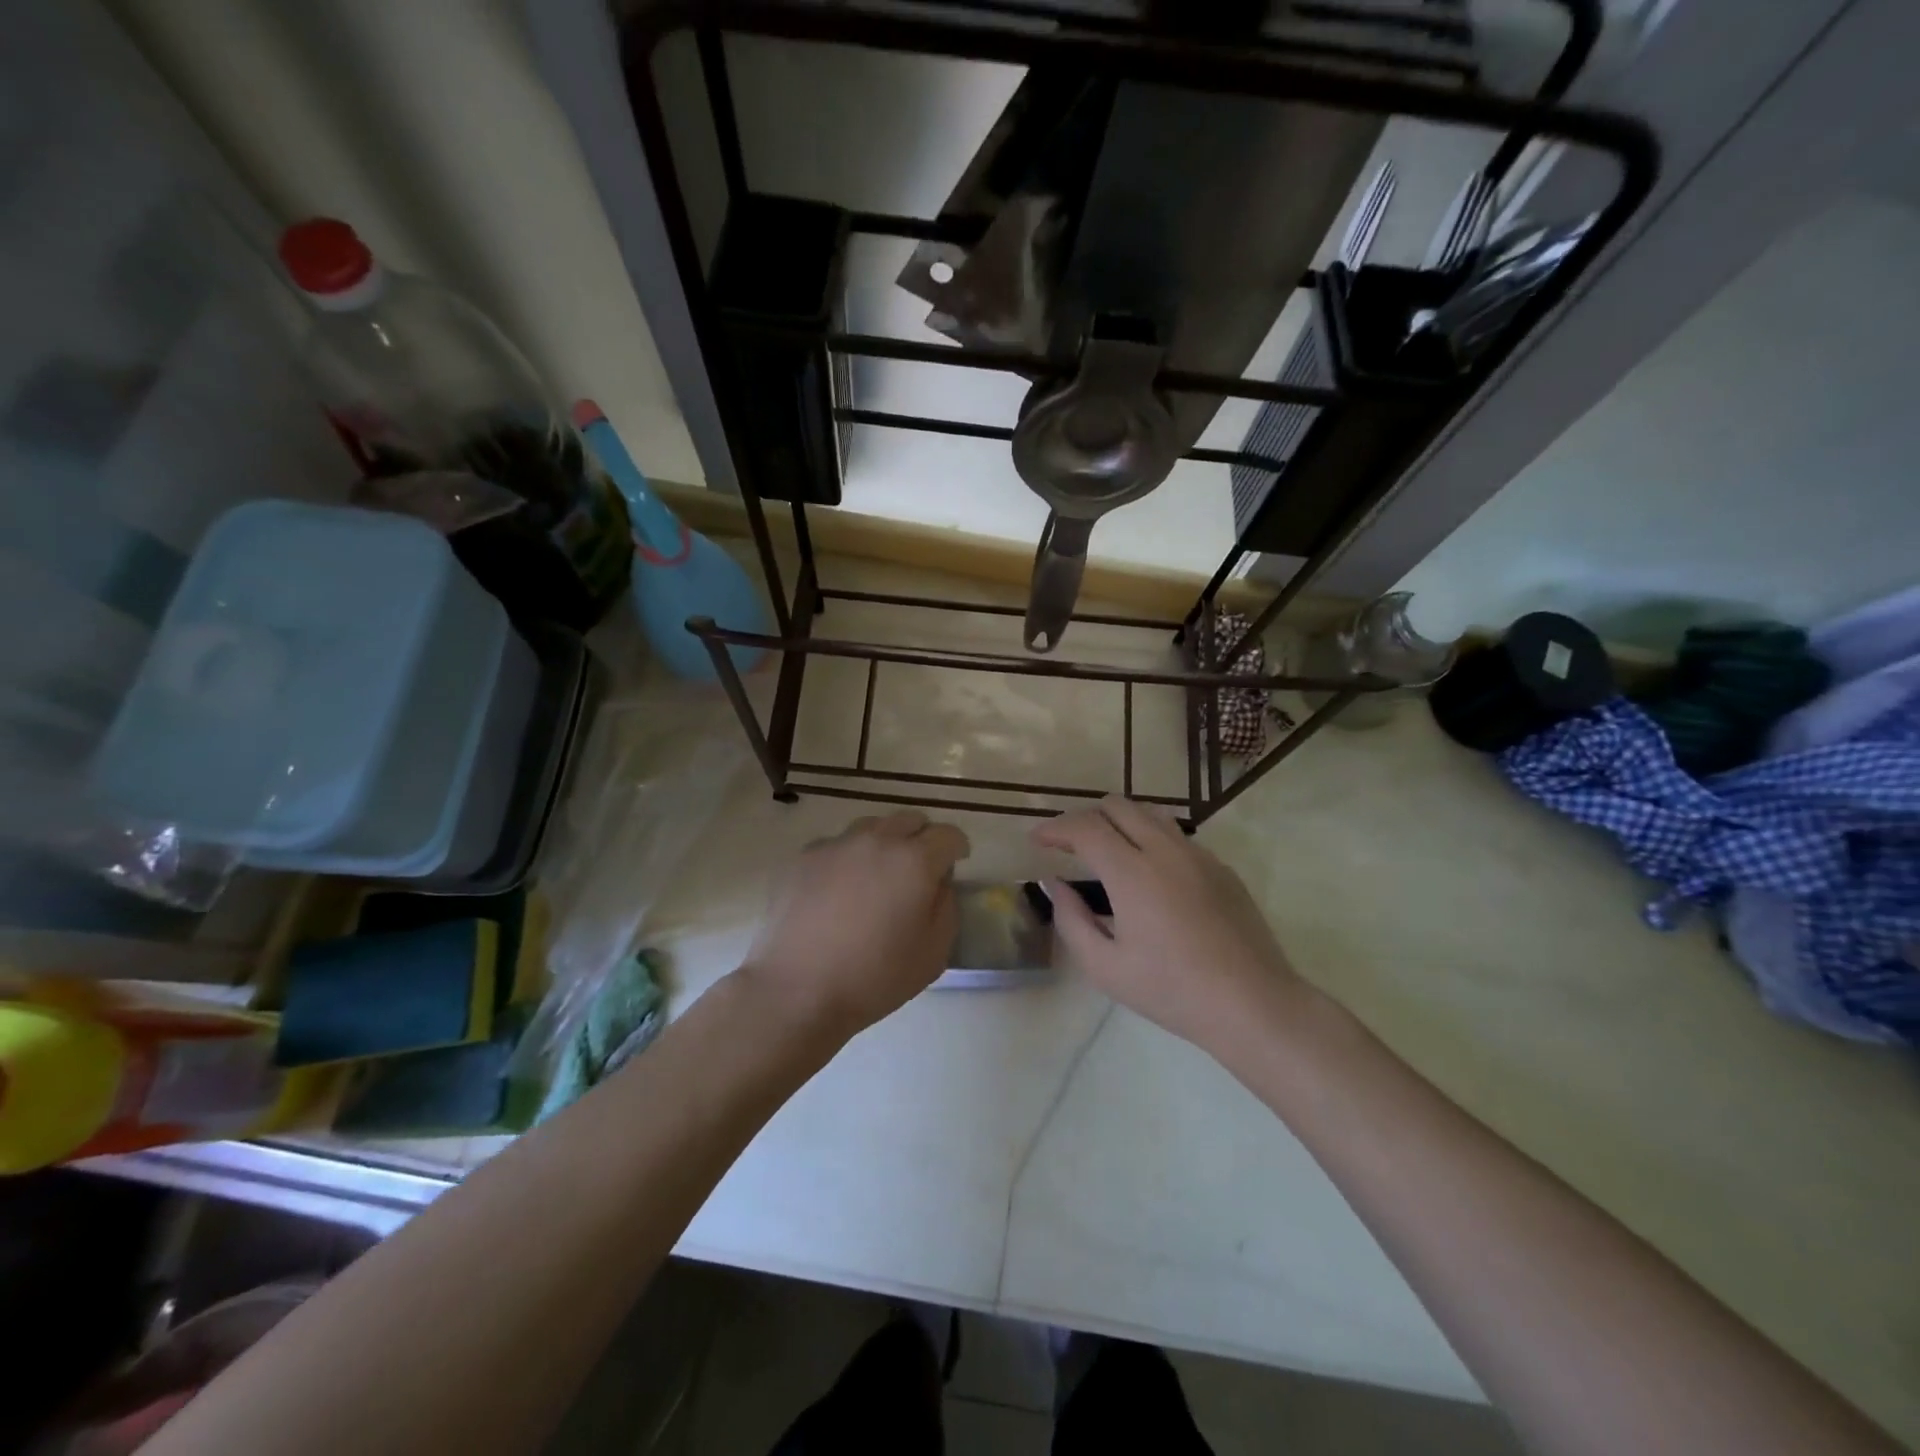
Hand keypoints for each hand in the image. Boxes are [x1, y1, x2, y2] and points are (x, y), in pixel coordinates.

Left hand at [744, 810, 970, 1035]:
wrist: (797, 989)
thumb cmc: (874, 977)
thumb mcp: (934, 953)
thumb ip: (946, 907)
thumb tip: (938, 883)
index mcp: (915, 860)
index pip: (948, 834)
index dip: (957, 847)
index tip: (956, 863)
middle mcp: (877, 840)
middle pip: (909, 820)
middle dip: (922, 839)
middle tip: (918, 870)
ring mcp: (836, 845)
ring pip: (871, 827)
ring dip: (884, 843)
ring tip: (877, 876)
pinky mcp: (804, 857)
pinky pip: (836, 845)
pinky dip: (847, 858)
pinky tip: (838, 891)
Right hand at [1032, 797, 1302, 1054]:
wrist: (1252, 1004)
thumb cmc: (1171, 991)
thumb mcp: (1105, 967)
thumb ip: (1071, 919)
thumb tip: (1055, 883)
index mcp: (1132, 872)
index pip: (1084, 827)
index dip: (1055, 827)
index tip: (1037, 839)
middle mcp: (1165, 850)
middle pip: (1117, 806)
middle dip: (1085, 818)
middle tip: (1069, 845)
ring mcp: (1198, 855)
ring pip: (1151, 814)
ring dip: (1120, 822)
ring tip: (1108, 851)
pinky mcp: (1222, 868)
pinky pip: (1178, 837)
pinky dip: (1152, 841)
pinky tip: (1151, 877)